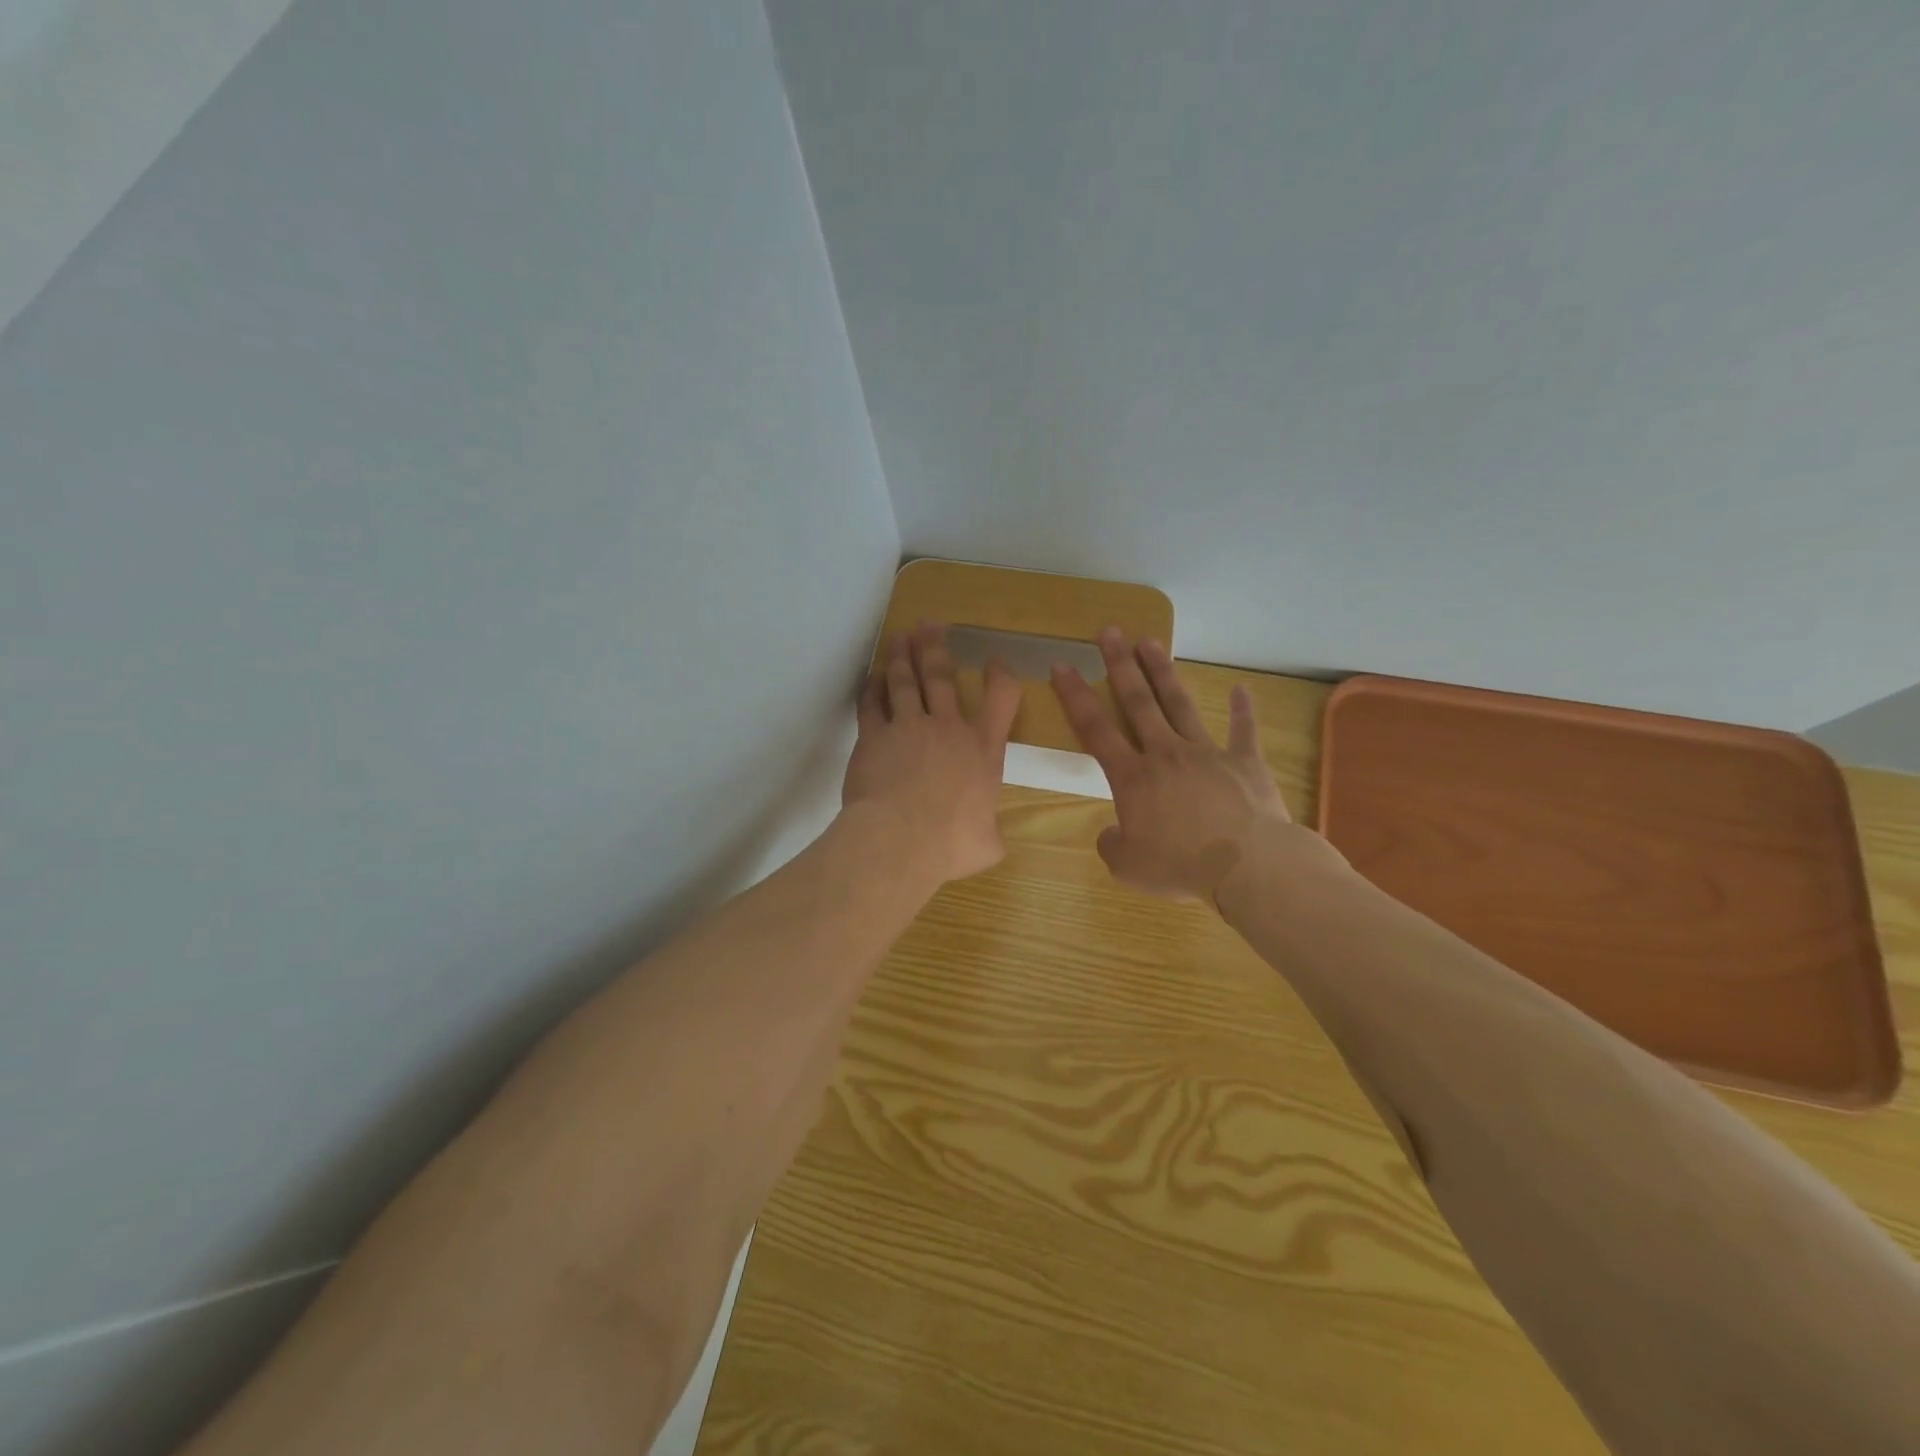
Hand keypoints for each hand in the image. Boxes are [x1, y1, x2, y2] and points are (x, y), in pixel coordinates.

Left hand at [842, 623, 1021, 884]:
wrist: (899, 839)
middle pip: (942, 676)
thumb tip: (989, 840)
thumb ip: (990, 834)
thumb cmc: (951, 843)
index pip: (1001, 699)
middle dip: (937, 647)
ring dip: (903, 656)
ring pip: (905, 681)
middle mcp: (948, 729)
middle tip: (930, 624)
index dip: (1000, 676)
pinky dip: (872, 687)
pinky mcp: (874, 736)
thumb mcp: (987, 844)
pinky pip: (872, 703)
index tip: (995, 662)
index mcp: (983, 750)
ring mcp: (908, 727)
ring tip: (900, 636)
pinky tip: (873, 676)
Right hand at [1051, 629, 1296, 900]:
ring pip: (1180, 704)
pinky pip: (1244, 731)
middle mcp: (1165, 753)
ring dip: (1163, 672)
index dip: (1075, 696)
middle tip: (1110, 631)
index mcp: (1132, 777)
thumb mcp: (1127, 867)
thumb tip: (1112, 834)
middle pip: (1138, 701)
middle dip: (1120, 665)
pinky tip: (1242, 689)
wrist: (1247, 866)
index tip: (1062, 664)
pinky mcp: (1244, 762)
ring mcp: (1207, 753)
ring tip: (1151, 641)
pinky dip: (1243, 710)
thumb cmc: (1180, 866)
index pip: (1095, 729)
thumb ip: (1112, 845)